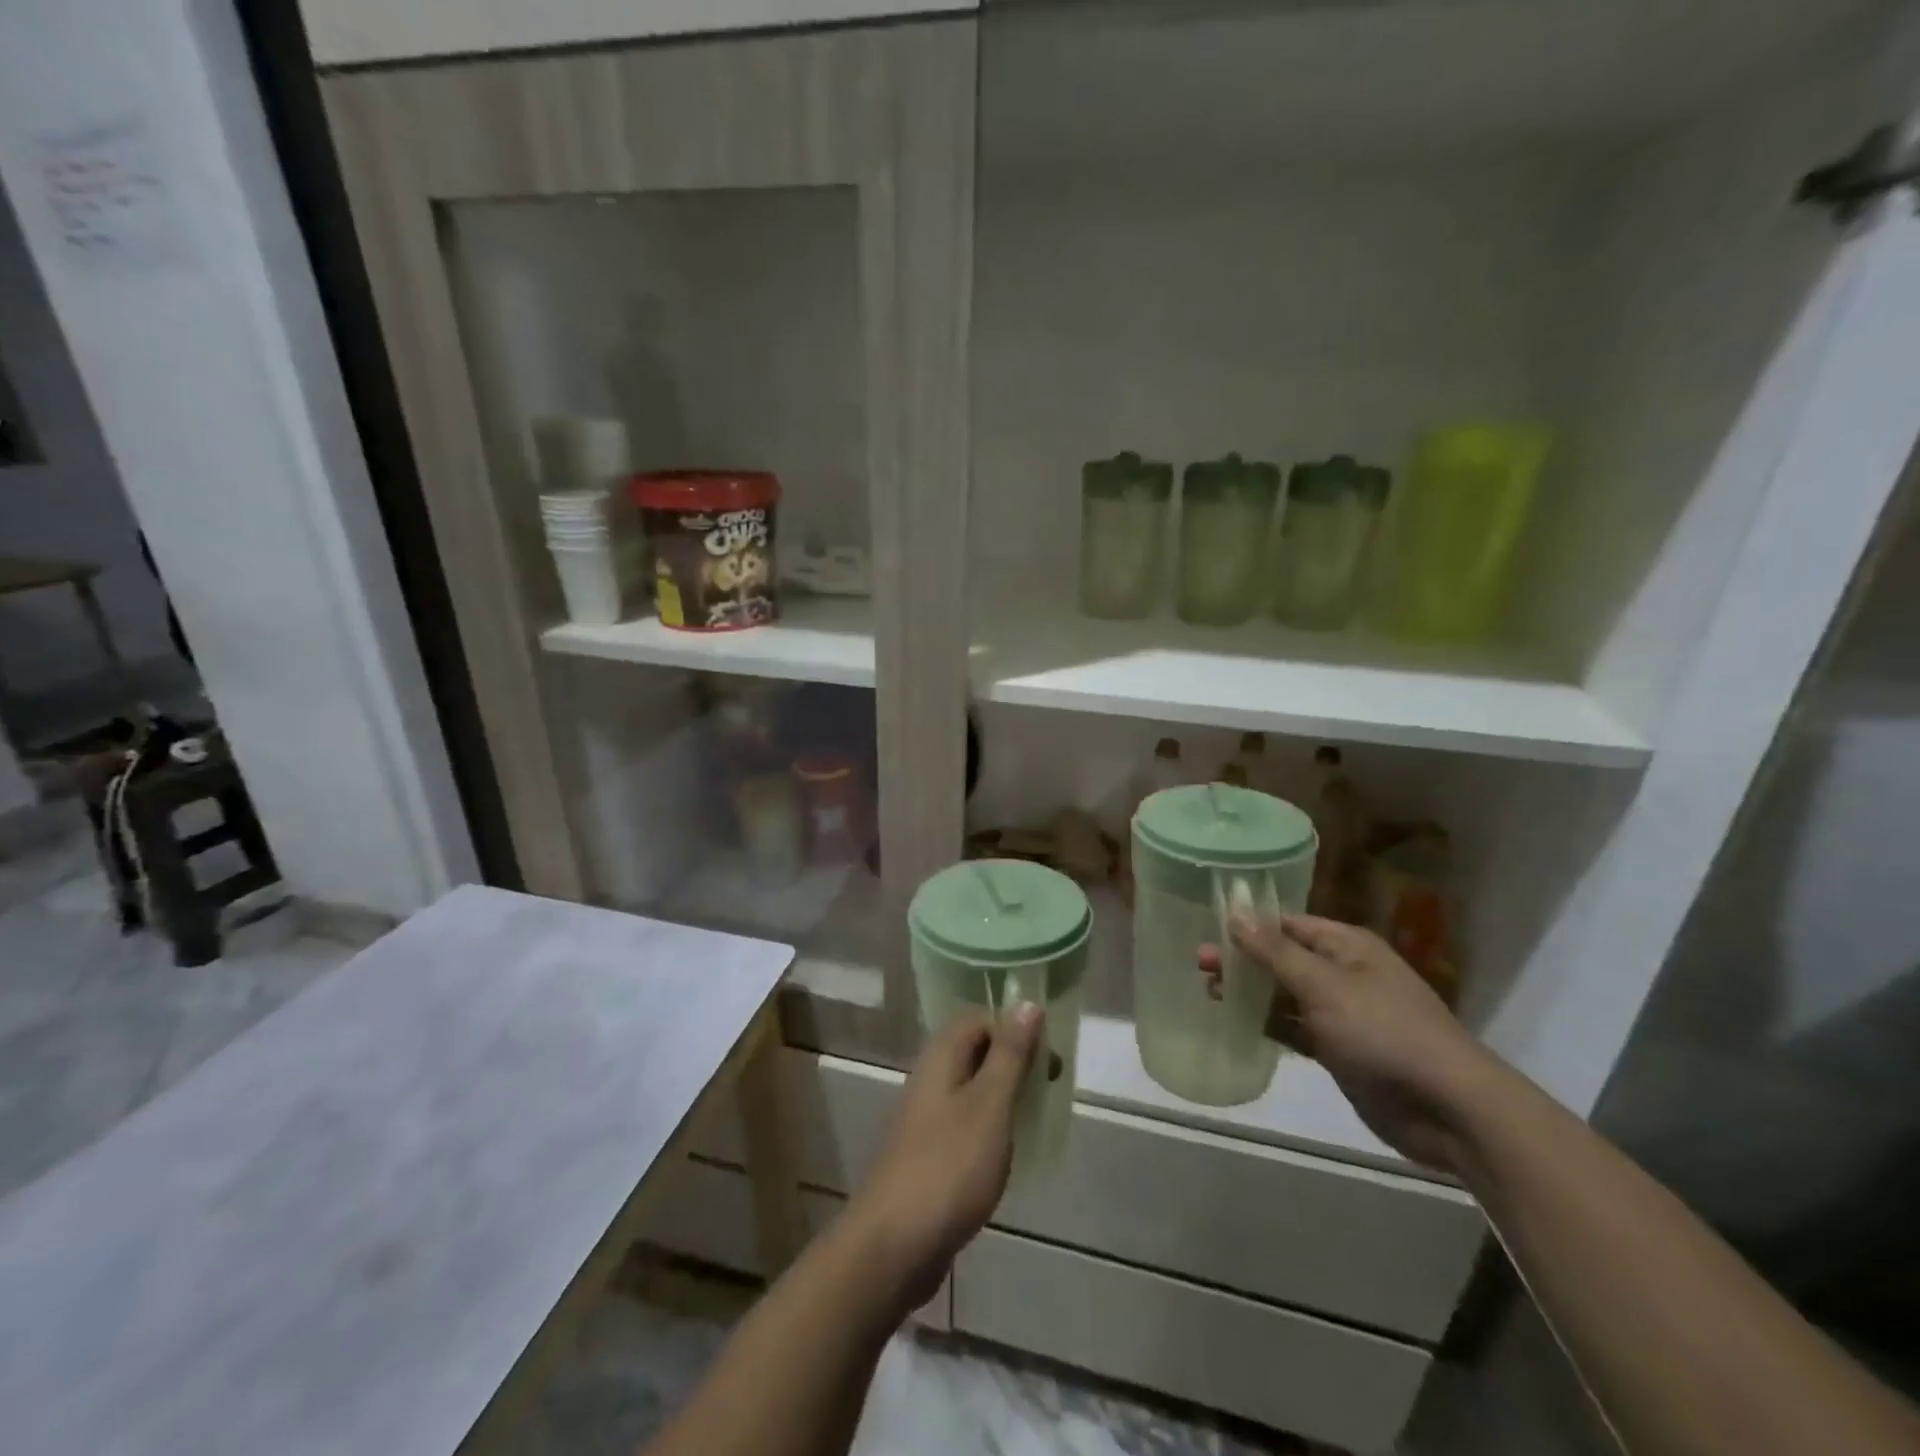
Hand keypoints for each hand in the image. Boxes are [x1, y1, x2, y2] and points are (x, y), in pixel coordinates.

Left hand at [841, 1006, 1042, 1311]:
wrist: (894, 1244)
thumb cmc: (949, 1166)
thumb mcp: (990, 1104)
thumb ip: (1009, 1054)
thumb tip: (1027, 1002)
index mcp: (941, 1056)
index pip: (980, 1018)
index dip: (1015, 1027)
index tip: (1048, 1055)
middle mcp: (930, 1078)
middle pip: (976, 1050)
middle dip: (1015, 1061)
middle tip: (1050, 1085)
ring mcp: (926, 1117)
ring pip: (973, 1088)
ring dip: (1005, 1095)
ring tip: (1036, 1117)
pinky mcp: (929, 1153)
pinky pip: (966, 1123)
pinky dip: (992, 1127)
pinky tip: (1010, 1152)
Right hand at [1200, 913, 1506, 1171]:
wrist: (1448, 1110)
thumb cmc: (1383, 1032)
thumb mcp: (1324, 985)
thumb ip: (1274, 951)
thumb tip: (1235, 911)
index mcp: (1347, 946)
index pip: (1287, 924)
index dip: (1249, 925)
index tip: (1208, 928)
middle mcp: (1344, 973)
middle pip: (1283, 958)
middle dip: (1244, 960)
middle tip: (1200, 965)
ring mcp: (1343, 1013)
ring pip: (1286, 995)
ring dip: (1252, 993)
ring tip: (1210, 992)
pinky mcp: (1340, 1050)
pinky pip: (1295, 1028)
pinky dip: (1269, 1025)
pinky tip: (1238, 1025)